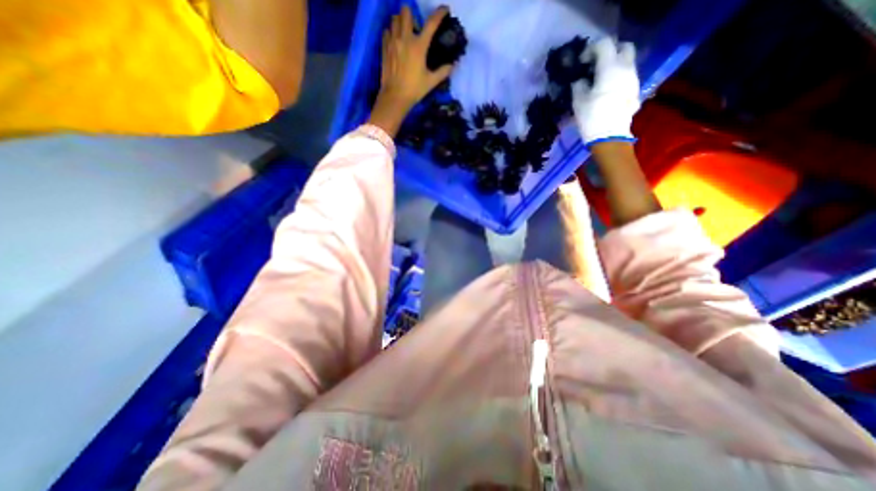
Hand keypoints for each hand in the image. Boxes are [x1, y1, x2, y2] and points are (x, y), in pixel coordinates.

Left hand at [367, 6, 454, 135]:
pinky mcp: (384, 48)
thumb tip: (453, 65)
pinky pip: (386, 31)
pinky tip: (395, 42)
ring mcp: (392, 42)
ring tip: (405, 34)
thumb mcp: (431, 82)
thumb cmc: (414, 90)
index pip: (431, 23)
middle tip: (415, 28)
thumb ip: (443, 72)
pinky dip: (391, 32)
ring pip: (394, 19)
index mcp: (419, 46)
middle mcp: (405, 38)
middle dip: (411, 15)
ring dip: (400, 22)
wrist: (395, 97)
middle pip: (405, 11)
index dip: (439, 13)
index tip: (444, 9)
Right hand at [572, 36, 641, 145]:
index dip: (591, 49)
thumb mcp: (578, 101)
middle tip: (596, 65)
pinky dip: (618, 78)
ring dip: (614, 66)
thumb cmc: (592, 117)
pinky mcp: (635, 91)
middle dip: (610, 52)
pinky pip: (628, 77)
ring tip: (600, 81)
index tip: (582, 62)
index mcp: (610, 68)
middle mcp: (626, 68)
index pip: (604, 44)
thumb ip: (579, 85)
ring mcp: (634, 79)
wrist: (609, 136)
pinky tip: (608, 92)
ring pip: (627, 62)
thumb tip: (580, 80)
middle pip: (624, 47)